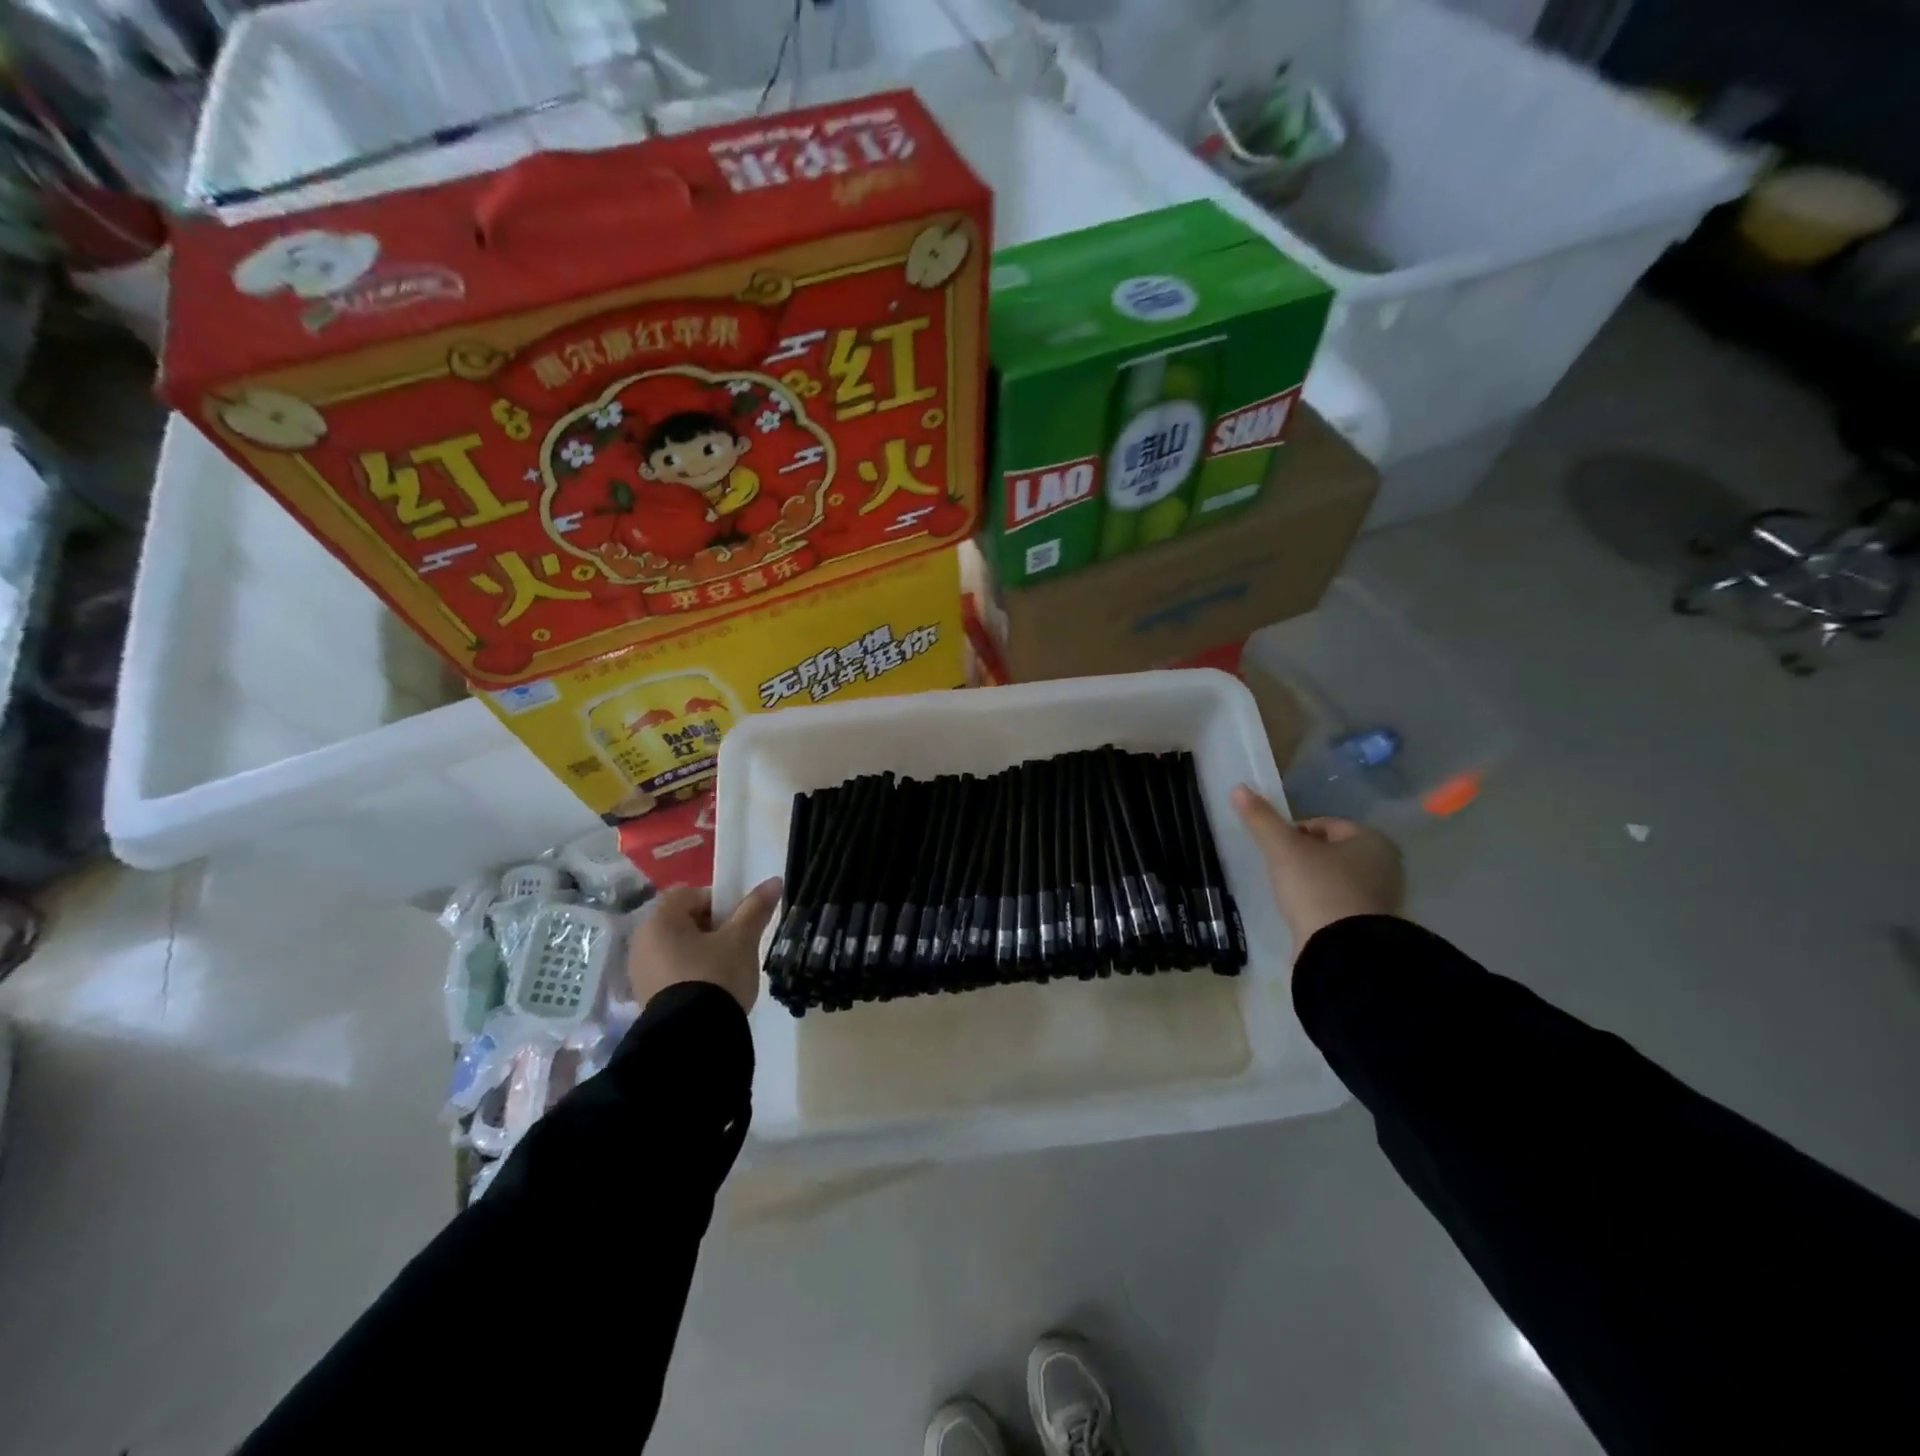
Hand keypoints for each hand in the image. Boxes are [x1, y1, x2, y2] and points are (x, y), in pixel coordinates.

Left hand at [627, 879, 782, 1011]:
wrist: (694, 1039)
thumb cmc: (716, 975)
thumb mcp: (742, 940)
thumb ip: (755, 908)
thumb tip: (774, 881)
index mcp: (660, 920)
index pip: (689, 894)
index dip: (718, 902)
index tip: (737, 922)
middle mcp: (642, 942)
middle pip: (682, 921)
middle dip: (711, 928)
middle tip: (735, 945)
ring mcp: (640, 972)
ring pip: (677, 948)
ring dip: (701, 952)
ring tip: (726, 970)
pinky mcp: (645, 998)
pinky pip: (671, 972)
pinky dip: (690, 973)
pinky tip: (710, 990)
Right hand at [1230, 785, 1402, 953]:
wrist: (1342, 950)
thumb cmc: (1317, 888)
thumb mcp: (1283, 849)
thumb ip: (1261, 819)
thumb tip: (1238, 788)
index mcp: (1372, 840)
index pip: (1324, 824)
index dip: (1294, 832)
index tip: (1276, 849)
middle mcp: (1385, 866)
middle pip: (1331, 851)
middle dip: (1304, 857)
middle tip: (1280, 870)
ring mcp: (1381, 898)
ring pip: (1335, 877)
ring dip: (1312, 880)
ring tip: (1289, 892)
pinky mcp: (1371, 926)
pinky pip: (1339, 903)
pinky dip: (1321, 903)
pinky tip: (1304, 912)